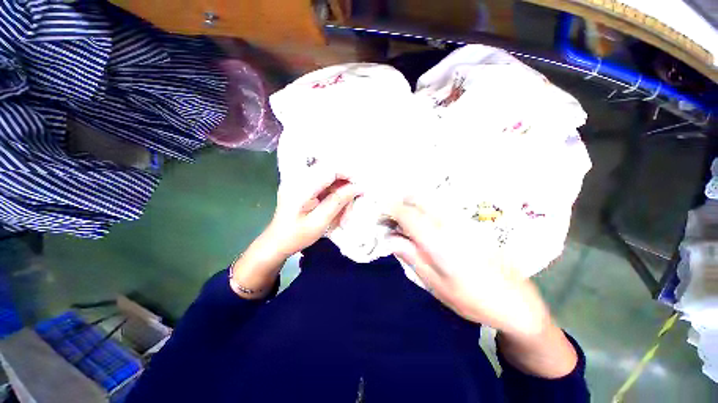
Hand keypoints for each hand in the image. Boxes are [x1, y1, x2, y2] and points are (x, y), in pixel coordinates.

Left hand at [230, 168, 358, 298]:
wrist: (276, 241)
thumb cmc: (297, 236)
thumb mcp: (319, 222)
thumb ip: (338, 202)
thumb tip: (357, 187)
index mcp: (300, 187)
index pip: (329, 169)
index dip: (348, 174)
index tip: (361, 186)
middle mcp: (298, 177)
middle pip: (329, 169)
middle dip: (346, 179)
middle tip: (357, 192)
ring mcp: (298, 180)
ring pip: (327, 174)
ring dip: (340, 184)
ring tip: (349, 197)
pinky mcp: (301, 184)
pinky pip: (322, 180)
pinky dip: (333, 188)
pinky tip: (338, 198)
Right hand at [387, 198, 550, 336]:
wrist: (516, 302)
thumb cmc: (473, 300)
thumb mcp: (436, 284)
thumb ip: (411, 257)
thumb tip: (390, 238)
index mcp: (439, 240)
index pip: (408, 214)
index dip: (390, 209)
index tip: (379, 213)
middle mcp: (449, 223)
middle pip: (418, 198)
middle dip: (399, 203)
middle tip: (391, 221)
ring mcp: (461, 220)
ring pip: (428, 201)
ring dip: (411, 206)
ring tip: (404, 226)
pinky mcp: (467, 223)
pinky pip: (438, 208)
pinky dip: (423, 211)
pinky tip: (423, 229)